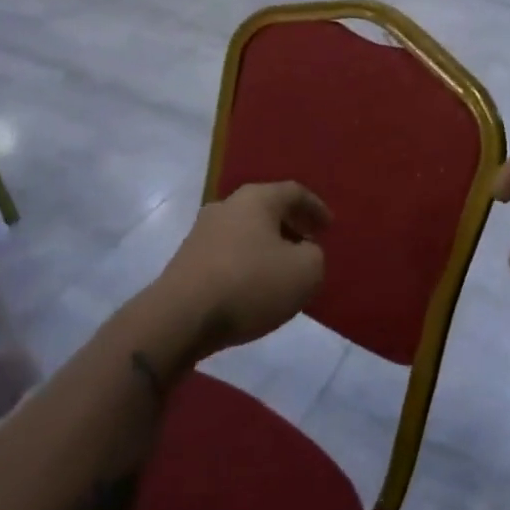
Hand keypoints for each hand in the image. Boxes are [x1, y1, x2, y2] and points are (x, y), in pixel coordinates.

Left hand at [155, 182, 329, 355]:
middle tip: (308, 244)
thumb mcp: (305, 272)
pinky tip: (254, 285)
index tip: (329, 227)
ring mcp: (202, 231)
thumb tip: (304, 251)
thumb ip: (315, 255)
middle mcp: (227, 205)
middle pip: (267, 208)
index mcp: (257, 198)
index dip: (316, 208)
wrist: (180, 317)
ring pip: (246, 231)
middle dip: (291, 225)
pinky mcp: (187, 259)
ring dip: (267, 245)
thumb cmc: (250, 284)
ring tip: (282, 269)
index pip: (294, 192)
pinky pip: (228, 252)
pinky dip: (247, 262)